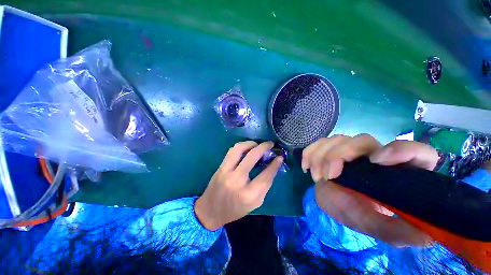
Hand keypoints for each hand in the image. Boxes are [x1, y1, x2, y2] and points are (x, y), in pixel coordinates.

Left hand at [195, 141, 283, 230]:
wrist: (211, 210)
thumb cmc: (236, 209)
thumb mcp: (255, 203)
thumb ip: (265, 185)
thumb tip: (272, 167)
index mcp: (249, 194)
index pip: (266, 175)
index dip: (275, 164)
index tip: (280, 157)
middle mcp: (237, 180)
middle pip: (253, 156)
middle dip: (264, 147)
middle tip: (270, 144)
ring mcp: (227, 172)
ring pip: (239, 149)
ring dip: (251, 143)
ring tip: (257, 144)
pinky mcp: (220, 167)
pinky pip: (231, 151)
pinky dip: (241, 146)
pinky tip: (246, 148)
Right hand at [302, 134, 438, 246]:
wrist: (339, 205)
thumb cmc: (363, 216)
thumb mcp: (385, 230)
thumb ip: (403, 232)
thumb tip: (427, 234)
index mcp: (398, 173)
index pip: (416, 152)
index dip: (401, 150)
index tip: (377, 161)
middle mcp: (375, 156)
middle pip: (362, 140)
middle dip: (340, 155)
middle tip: (328, 176)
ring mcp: (350, 151)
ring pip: (337, 139)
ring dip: (321, 155)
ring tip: (316, 176)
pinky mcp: (331, 150)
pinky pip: (319, 143)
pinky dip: (310, 152)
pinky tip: (306, 166)